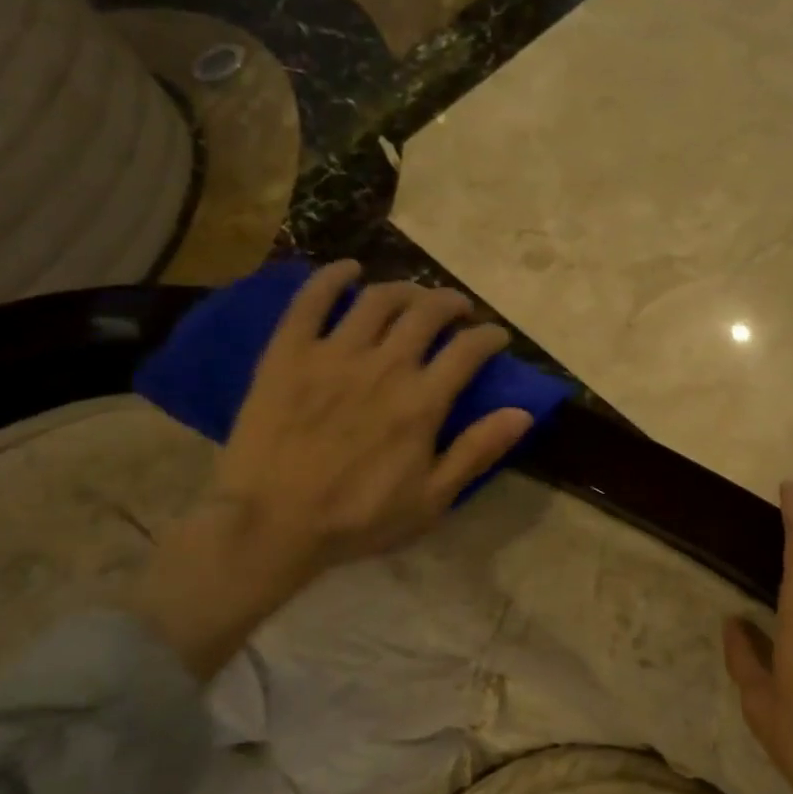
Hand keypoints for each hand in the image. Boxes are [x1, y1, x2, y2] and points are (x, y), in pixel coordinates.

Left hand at [134, 262, 533, 677]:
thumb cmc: (357, 518)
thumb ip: (477, 452)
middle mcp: (384, 366)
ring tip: (414, 296)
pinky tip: (348, 269)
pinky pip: (311, 300)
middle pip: (427, 312)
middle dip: (451, 303)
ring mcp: (333, 354)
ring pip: (378, 299)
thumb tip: (523, 413)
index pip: (469, 349)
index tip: (496, 337)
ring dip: (405, 288)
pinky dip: (332, 277)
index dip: (489, 336)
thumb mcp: (432, 499)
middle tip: (458, 310)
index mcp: (421, 402)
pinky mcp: (289, 353)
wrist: (269, 524)